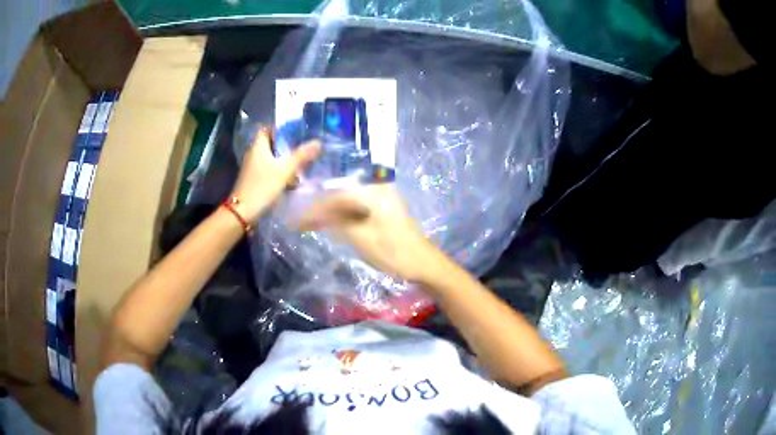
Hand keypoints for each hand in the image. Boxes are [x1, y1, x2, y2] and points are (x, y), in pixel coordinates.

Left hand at [231, 128, 320, 221]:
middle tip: (303, 147)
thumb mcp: (285, 170)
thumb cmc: (262, 187)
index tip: (296, 131)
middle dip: (286, 145)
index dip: (280, 128)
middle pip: (271, 144)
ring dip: (284, 160)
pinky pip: (269, 169)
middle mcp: (254, 153)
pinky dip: (279, 171)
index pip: (267, 128)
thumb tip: (318, 142)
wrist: (243, 212)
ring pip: (271, 157)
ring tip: (301, 162)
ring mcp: (253, 167)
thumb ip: (301, 156)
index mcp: (258, 146)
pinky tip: (291, 178)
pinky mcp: (254, 179)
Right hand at [297, 184, 446, 282]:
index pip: (335, 194)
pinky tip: (332, 224)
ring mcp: (383, 197)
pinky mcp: (385, 209)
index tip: (297, 220)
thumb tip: (309, 214)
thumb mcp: (359, 237)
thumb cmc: (392, 251)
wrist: (424, 264)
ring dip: (331, 212)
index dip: (315, 208)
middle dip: (321, 207)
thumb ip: (333, 221)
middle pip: (341, 193)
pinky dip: (344, 216)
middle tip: (301, 220)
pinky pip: (358, 207)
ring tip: (311, 223)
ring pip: (349, 200)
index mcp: (373, 190)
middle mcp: (378, 187)